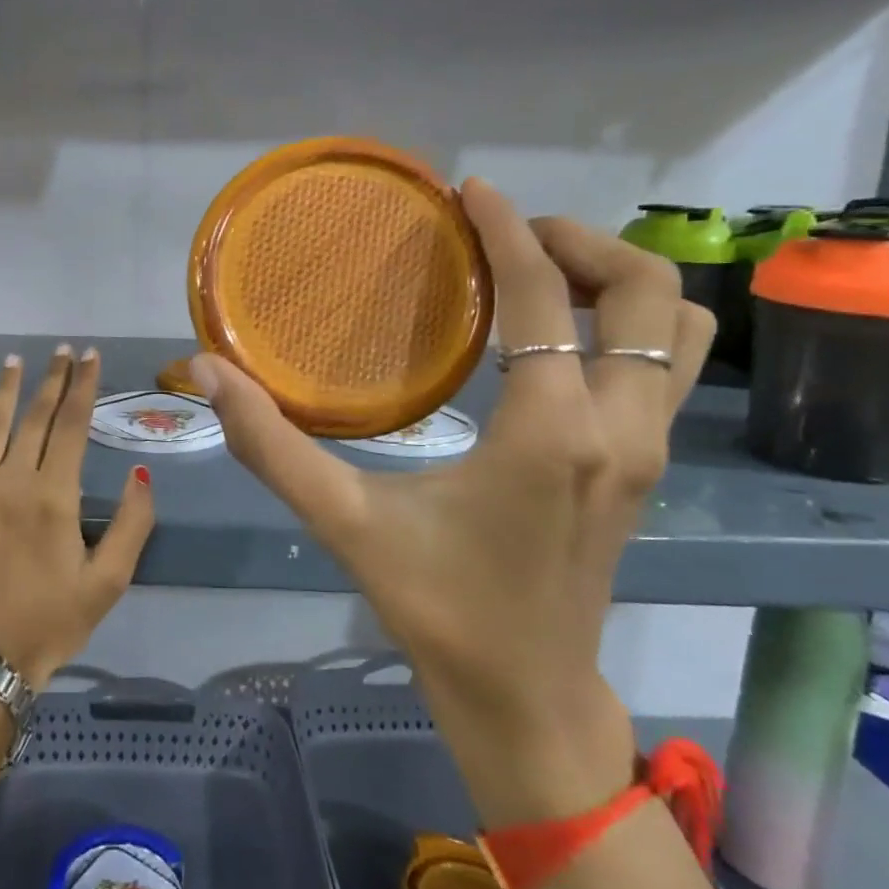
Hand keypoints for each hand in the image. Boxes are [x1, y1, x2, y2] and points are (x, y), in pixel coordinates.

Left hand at [0, 347, 155, 690]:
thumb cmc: (52, 622)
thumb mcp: (110, 581)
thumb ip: (133, 524)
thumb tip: (140, 473)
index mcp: (55, 496)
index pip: (74, 425)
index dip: (85, 387)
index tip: (91, 357)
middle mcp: (12, 480)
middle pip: (36, 417)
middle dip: (53, 379)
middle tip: (63, 350)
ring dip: (7, 388)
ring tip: (16, 359)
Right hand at [193, 181, 713, 825]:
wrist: (525, 698)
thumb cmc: (437, 609)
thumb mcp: (346, 523)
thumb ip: (271, 446)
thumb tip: (209, 374)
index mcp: (550, 433)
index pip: (545, 298)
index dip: (508, 229)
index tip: (471, 190)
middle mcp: (621, 429)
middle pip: (647, 291)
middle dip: (581, 242)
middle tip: (509, 234)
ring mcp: (649, 449)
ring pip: (679, 327)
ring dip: (619, 281)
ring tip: (544, 274)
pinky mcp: (648, 467)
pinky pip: (667, 366)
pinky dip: (630, 325)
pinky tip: (560, 339)